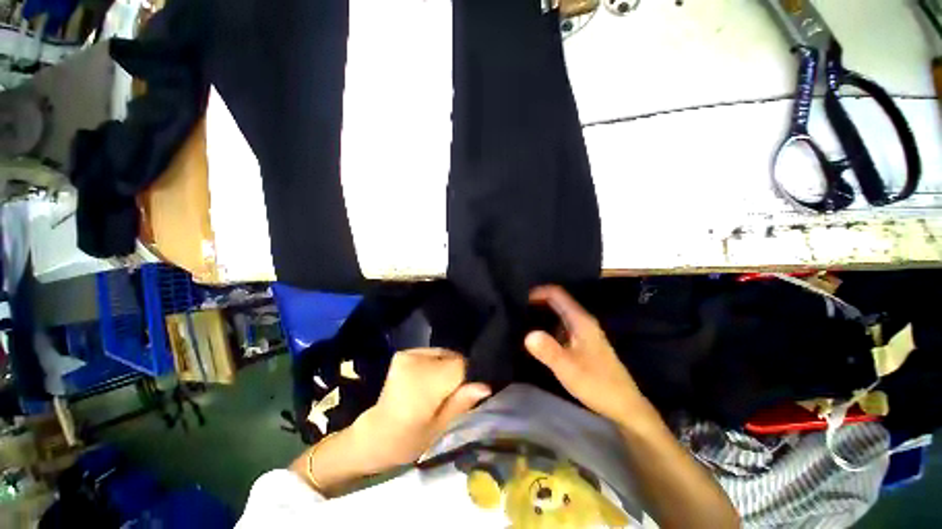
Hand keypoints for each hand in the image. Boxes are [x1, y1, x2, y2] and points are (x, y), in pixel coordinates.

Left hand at [351, 348, 491, 470]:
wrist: (375, 435)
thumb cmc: (408, 440)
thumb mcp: (439, 428)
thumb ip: (461, 402)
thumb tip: (486, 386)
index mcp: (426, 382)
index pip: (461, 365)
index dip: (467, 378)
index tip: (465, 393)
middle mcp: (417, 361)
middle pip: (453, 358)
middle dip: (457, 373)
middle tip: (450, 394)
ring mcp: (408, 354)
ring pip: (443, 354)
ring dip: (446, 368)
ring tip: (438, 388)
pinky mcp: (403, 353)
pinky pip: (431, 354)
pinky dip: (435, 364)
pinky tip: (427, 380)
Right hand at [525, 285, 655, 426]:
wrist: (624, 406)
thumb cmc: (597, 384)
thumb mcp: (569, 368)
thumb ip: (548, 350)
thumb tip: (527, 335)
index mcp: (580, 320)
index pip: (556, 294)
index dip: (537, 292)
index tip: (518, 299)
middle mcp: (582, 321)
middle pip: (557, 302)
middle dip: (536, 302)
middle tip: (515, 309)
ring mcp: (583, 332)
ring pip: (558, 314)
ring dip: (540, 314)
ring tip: (520, 320)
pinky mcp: (582, 343)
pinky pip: (560, 327)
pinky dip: (546, 326)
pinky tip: (536, 336)